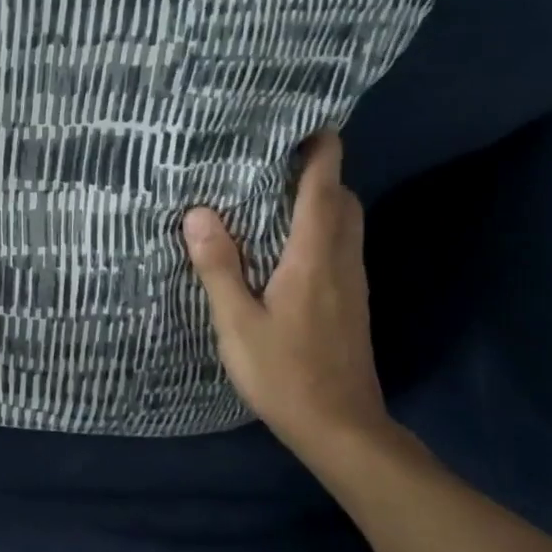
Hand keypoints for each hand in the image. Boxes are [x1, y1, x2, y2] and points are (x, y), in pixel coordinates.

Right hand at [183, 133, 390, 459]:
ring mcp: (353, 284)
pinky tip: (287, 247)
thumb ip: (219, 266)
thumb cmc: (284, 374)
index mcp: (314, 258)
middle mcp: (342, 262)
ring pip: (346, 225)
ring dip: (322, 201)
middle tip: (276, 161)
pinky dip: (322, 229)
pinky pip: (341, 248)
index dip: (321, 152)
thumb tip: (199, 213)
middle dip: (319, 173)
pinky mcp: (352, 304)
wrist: (342, 428)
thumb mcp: (237, 323)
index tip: (307, 122)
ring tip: (276, 195)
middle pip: (343, 201)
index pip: (324, 190)